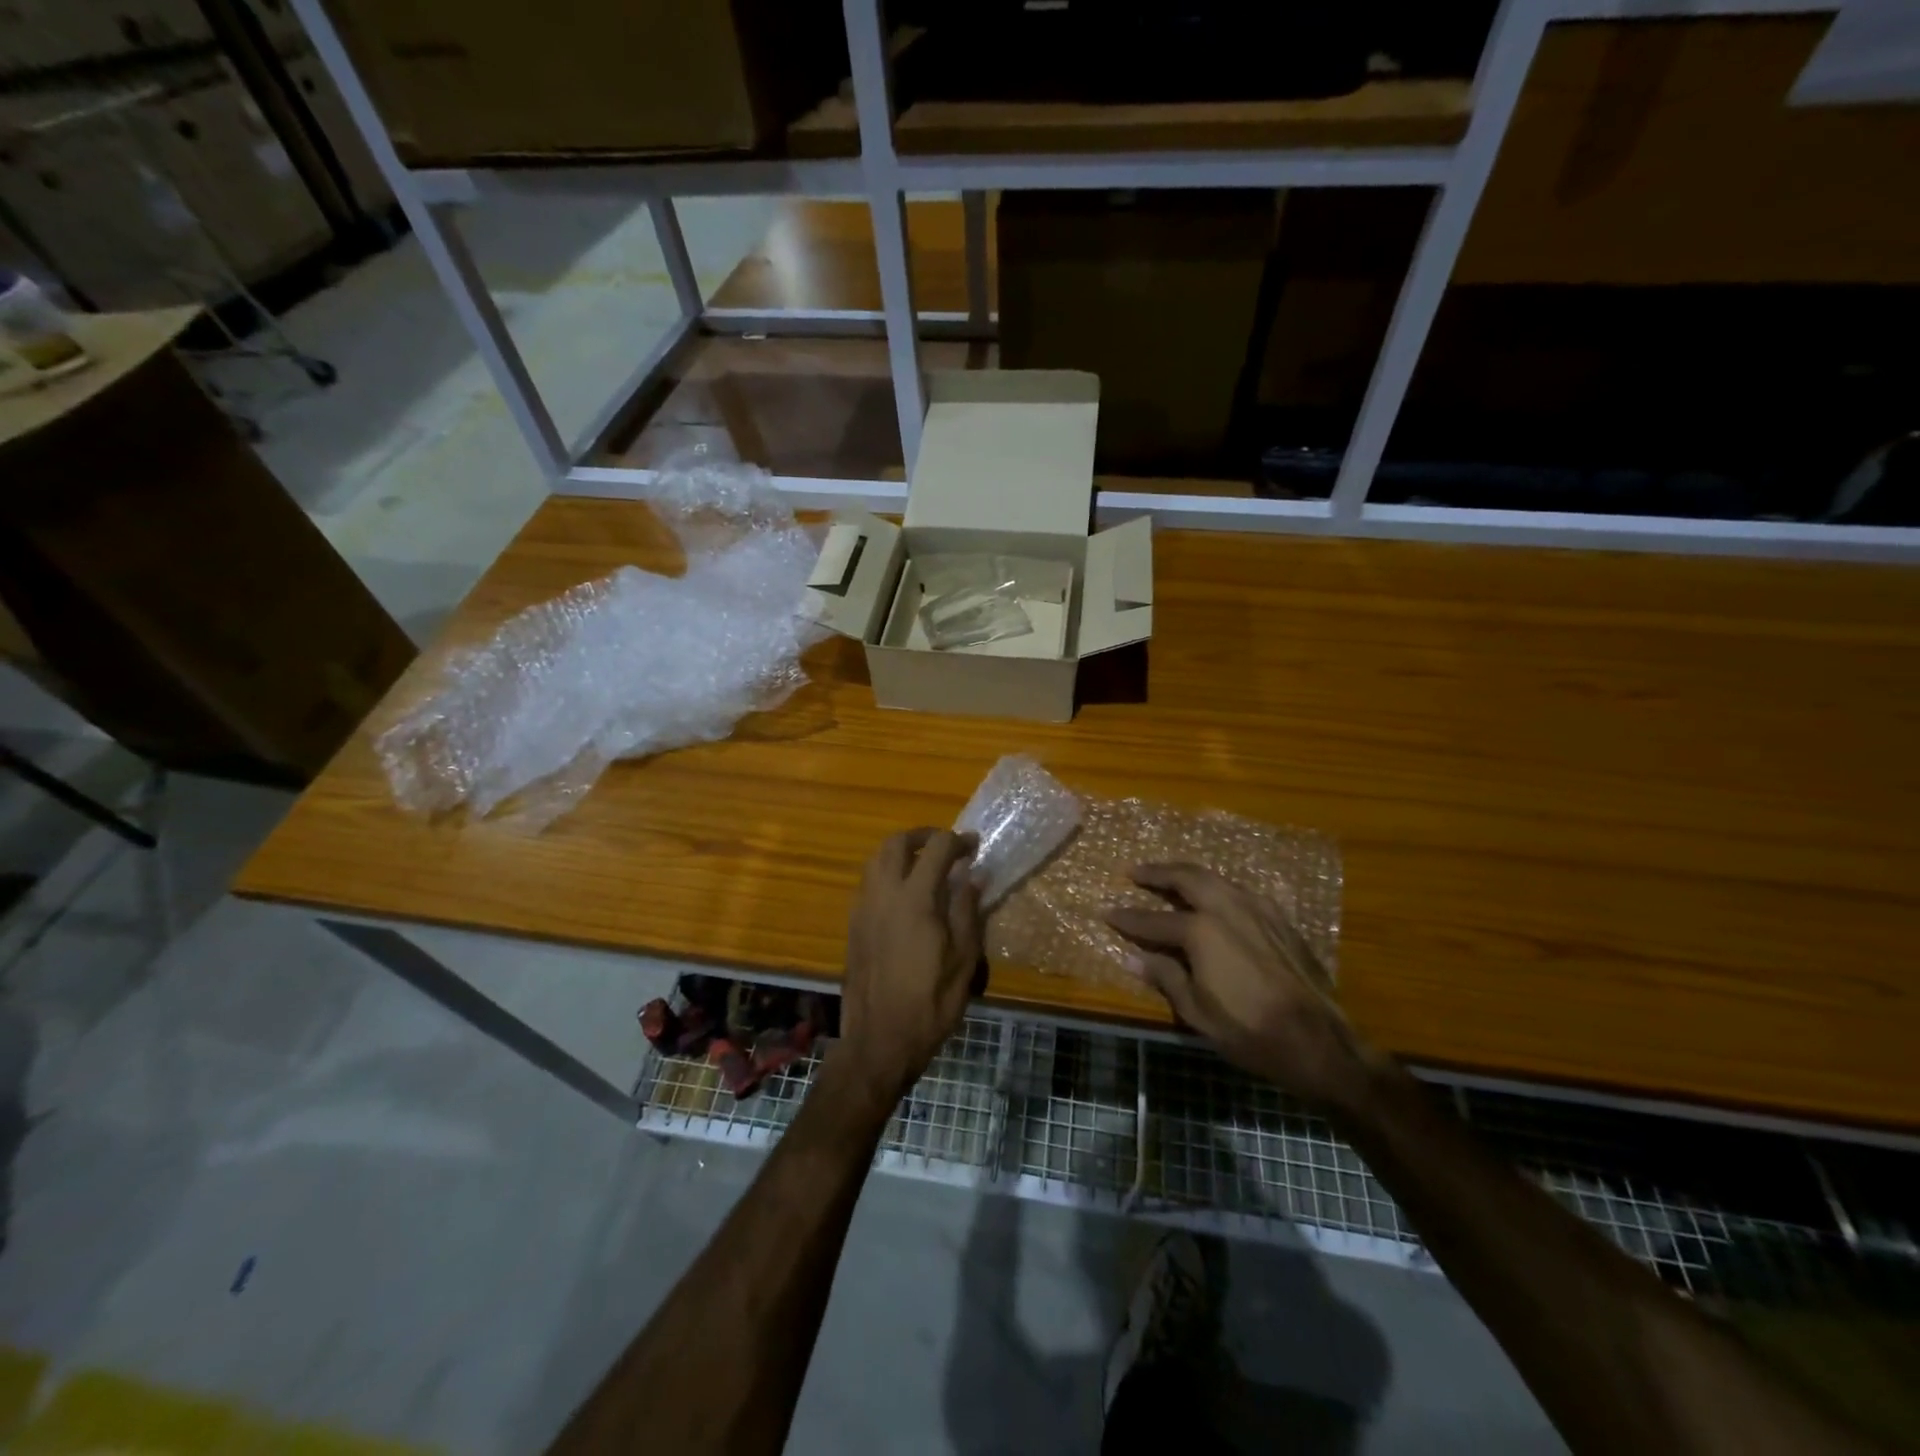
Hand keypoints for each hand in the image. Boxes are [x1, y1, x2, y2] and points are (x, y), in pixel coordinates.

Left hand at [835, 828, 982, 1110]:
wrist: (879, 1040)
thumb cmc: (931, 1002)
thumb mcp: (964, 959)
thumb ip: (968, 911)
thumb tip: (973, 875)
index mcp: (916, 899)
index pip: (937, 848)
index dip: (958, 841)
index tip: (974, 847)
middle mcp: (884, 893)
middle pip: (896, 842)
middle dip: (923, 836)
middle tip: (945, 846)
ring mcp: (863, 907)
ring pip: (876, 859)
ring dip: (900, 851)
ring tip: (923, 865)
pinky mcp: (853, 924)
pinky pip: (868, 882)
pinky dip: (886, 872)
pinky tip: (904, 895)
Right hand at [1107, 863, 1379, 1109]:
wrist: (1317, 1041)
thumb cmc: (1249, 1031)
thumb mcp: (1197, 1011)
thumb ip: (1165, 977)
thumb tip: (1131, 959)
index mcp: (1201, 931)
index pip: (1154, 919)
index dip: (1128, 918)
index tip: (1107, 912)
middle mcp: (1227, 908)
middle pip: (1186, 879)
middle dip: (1158, 873)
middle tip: (1135, 872)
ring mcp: (1257, 909)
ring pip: (1215, 879)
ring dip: (1188, 875)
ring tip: (1171, 877)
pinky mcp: (1279, 918)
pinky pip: (1239, 891)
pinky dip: (1217, 887)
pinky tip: (1214, 897)